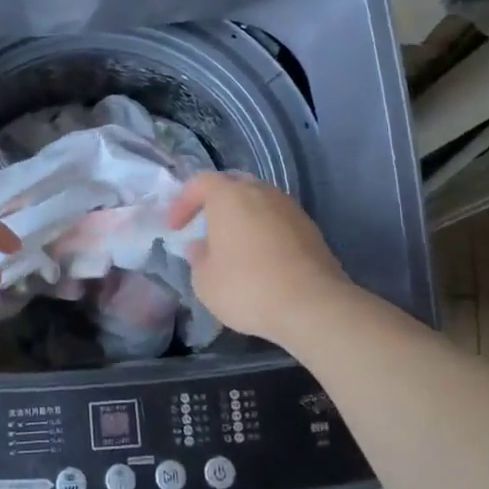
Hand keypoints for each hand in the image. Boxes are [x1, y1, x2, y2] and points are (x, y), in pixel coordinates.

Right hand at [168, 171, 353, 346]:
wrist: (313, 305)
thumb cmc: (248, 287)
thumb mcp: (205, 281)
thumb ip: (198, 258)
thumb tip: (201, 246)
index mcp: (229, 195)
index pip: (200, 182)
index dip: (183, 202)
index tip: (175, 227)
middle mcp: (261, 192)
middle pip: (233, 185)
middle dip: (215, 202)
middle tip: (205, 226)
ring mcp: (289, 208)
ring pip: (259, 201)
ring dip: (243, 217)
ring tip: (233, 245)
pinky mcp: (310, 229)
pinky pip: (277, 220)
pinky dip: (264, 231)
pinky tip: (260, 258)